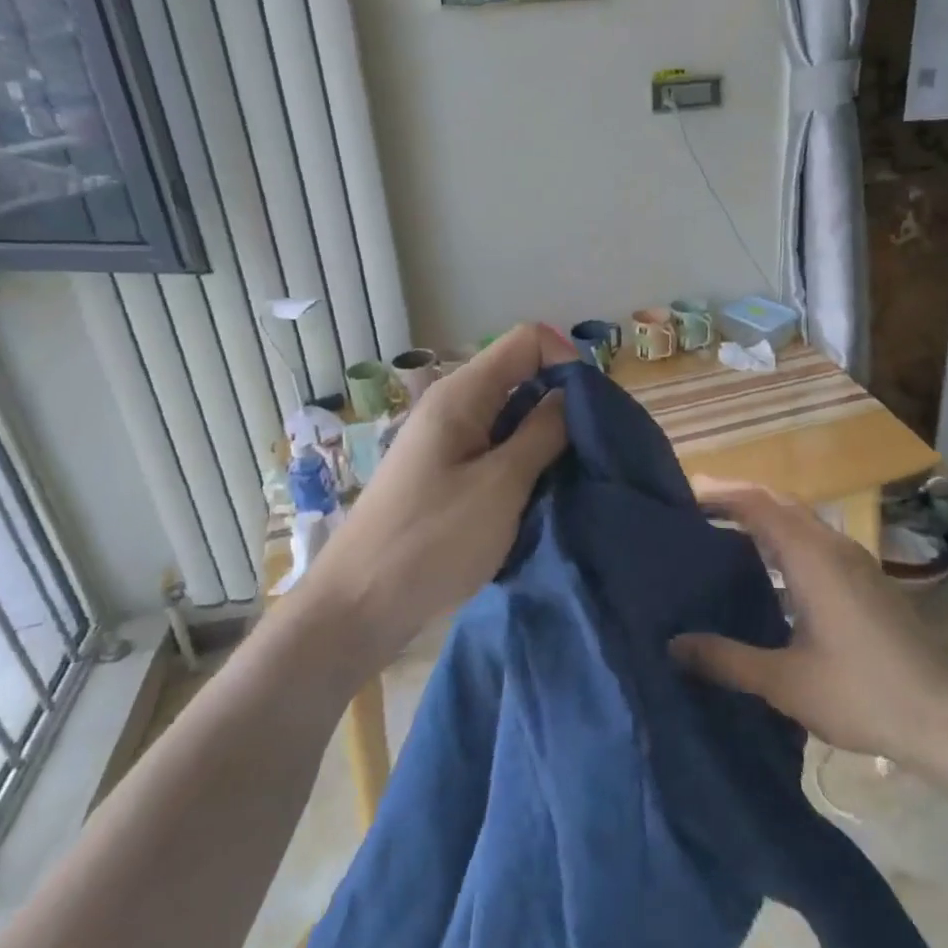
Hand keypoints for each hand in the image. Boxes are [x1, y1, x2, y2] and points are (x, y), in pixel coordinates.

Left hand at [296, 324, 573, 679]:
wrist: (358, 606)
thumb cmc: (431, 541)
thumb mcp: (501, 485)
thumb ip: (542, 433)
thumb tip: (572, 395)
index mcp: (462, 394)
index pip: (528, 340)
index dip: (566, 362)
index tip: (589, 411)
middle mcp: (453, 405)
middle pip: (522, 375)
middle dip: (561, 403)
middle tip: (588, 450)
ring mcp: (448, 440)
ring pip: (512, 415)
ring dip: (545, 439)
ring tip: (568, 477)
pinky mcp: (447, 472)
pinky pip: (497, 447)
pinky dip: (524, 463)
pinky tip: (538, 495)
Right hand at [670, 478, 947, 764]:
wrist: (943, 718)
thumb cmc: (861, 694)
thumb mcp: (784, 682)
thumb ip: (726, 659)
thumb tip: (674, 644)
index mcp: (812, 558)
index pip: (758, 505)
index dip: (720, 494)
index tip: (683, 497)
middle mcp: (834, 547)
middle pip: (779, 503)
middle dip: (738, 499)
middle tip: (695, 510)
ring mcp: (855, 561)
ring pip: (801, 522)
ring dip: (763, 519)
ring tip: (723, 536)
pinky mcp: (867, 580)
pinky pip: (816, 542)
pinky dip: (785, 541)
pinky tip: (770, 575)